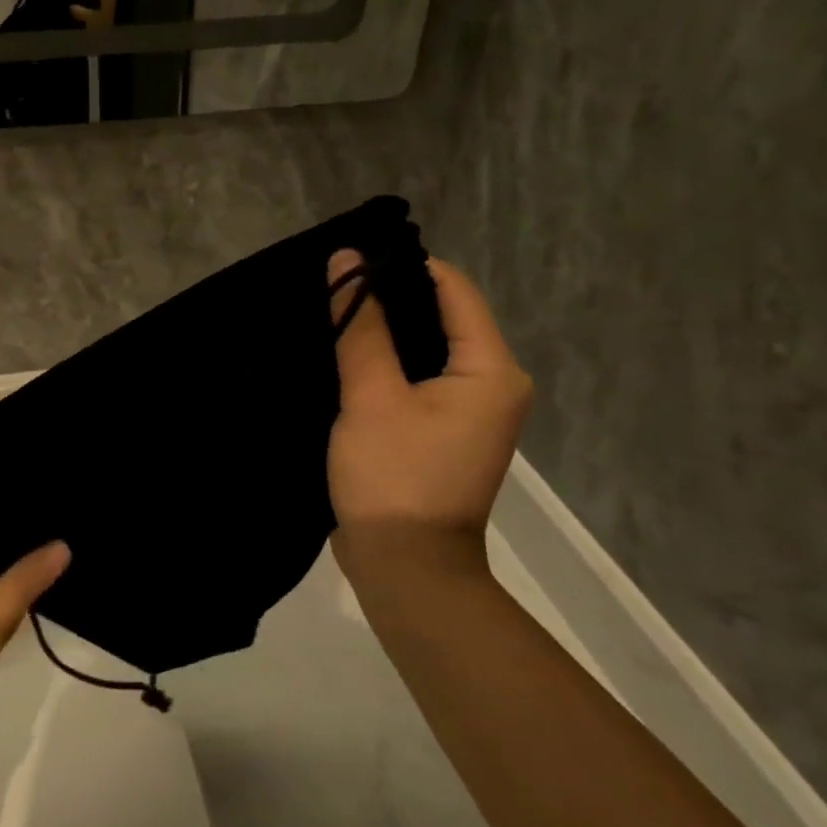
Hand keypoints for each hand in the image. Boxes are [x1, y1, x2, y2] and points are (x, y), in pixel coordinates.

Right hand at [326, 252, 532, 576]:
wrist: (406, 567)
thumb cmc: (394, 477)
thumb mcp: (371, 396)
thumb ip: (359, 326)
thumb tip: (346, 261)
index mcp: (491, 370)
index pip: (453, 289)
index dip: (402, 266)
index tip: (350, 259)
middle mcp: (493, 383)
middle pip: (442, 315)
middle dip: (388, 297)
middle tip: (333, 283)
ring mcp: (471, 410)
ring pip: (426, 347)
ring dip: (384, 331)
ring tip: (334, 311)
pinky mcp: (443, 429)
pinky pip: (418, 377)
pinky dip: (387, 362)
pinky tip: (348, 355)